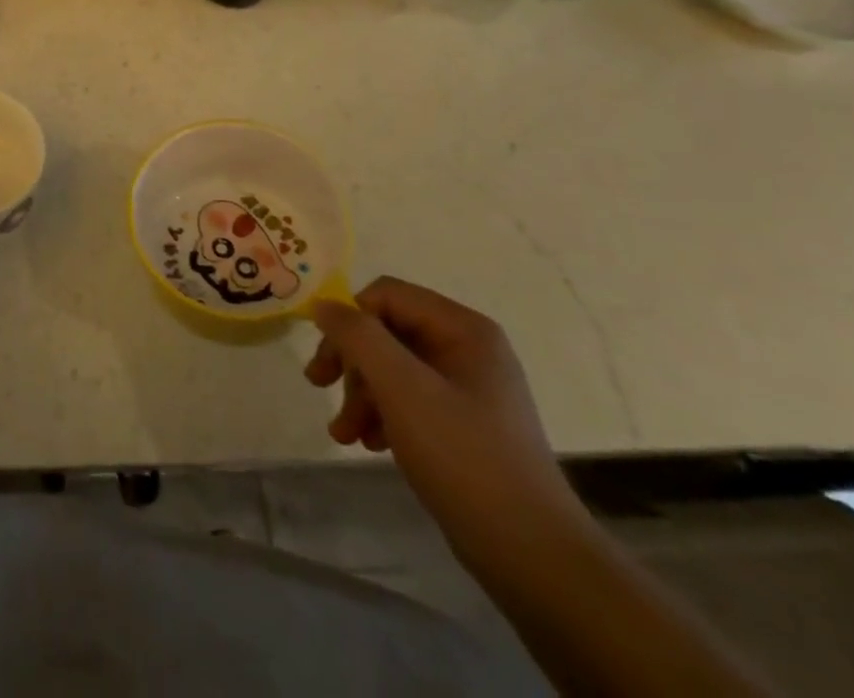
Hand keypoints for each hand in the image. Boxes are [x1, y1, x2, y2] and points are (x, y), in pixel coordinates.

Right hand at [305, 277, 588, 561]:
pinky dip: (382, 416)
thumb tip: (323, 304)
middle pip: (386, 332)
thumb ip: (358, 336)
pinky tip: (370, 444)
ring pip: (393, 368)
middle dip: (351, 363)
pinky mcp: (464, 426)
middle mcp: (468, 349)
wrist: (533, 558)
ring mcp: (468, 389)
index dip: (350, 320)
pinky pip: (409, 400)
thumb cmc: (465, 458)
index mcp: (464, 329)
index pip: (386, 296)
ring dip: (360, 394)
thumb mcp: (402, 388)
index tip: (327, 360)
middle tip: (320, 387)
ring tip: (343, 434)